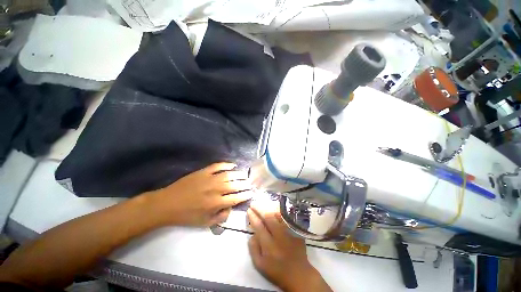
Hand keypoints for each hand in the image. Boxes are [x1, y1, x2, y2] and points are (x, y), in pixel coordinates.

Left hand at [147, 162, 252, 226]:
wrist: (168, 204)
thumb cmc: (186, 215)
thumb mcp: (204, 223)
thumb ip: (221, 217)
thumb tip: (231, 207)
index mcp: (216, 203)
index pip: (236, 198)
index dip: (245, 195)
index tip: (251, 192)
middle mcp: (216, 189)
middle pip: (235, 185)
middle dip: (245, 184)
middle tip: (250, 183)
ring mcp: (210, 178)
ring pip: (229, 174)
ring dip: (239, 174)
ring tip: (245, 175)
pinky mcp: (204, 171)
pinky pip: (218, 166)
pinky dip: (227, 164)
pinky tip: (233, 165)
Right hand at [247, 203, 331, 291]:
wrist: (299, 274)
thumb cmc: (277, 271)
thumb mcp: (260, 265)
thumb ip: (253, 249)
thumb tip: (252, 234)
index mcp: (269, 246)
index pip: (259, 226)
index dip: (253, 217)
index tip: (249, 210)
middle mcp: (279, 236)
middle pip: (268, 217)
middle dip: (259, 209)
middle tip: (253, 204)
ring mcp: (288, 232)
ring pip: (277, 216)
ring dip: (268, 209)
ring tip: (262, 206)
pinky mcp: (295, 231)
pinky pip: (285, 218)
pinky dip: (278, 213)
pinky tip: (274, 211)